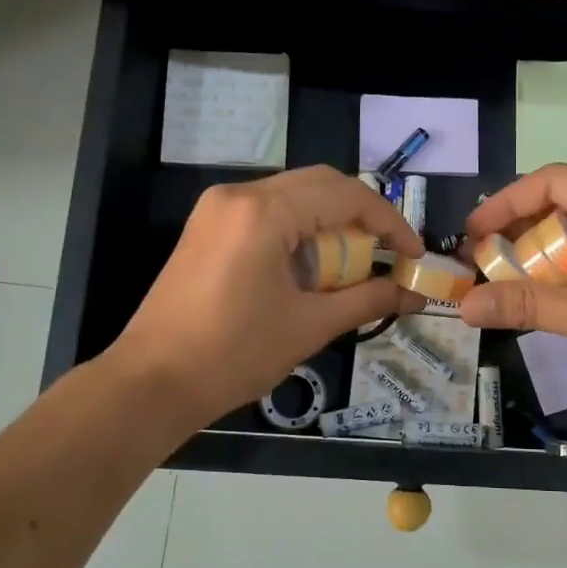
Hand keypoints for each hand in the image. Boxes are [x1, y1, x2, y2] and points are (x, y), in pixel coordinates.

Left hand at [113, 167, 423, 426]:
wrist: (152, 383)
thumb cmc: (234, 354)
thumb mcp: (310, 326)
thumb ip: (368, 300)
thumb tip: (414, 294)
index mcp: (264, 212)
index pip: (346, 195)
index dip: (389, 222)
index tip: (413, 254)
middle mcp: (239, 195)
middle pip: (320, 184)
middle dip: (361, 216)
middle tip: (388, 253)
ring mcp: (216, 208)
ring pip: (293, 195)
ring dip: (330, 222)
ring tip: (353, 264)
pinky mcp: (206, 226)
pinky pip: (267, 211)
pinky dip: (300, 229)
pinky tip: (311, 266)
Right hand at [459, 165, 566, 411]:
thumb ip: (530, 307)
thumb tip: (466, 305)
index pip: (552, 181)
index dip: (506, 202)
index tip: (472, 234)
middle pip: (566, 204)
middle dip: (521, 231)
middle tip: (485, 263)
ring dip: (545, 255)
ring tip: (510, 283)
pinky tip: (554, 300)